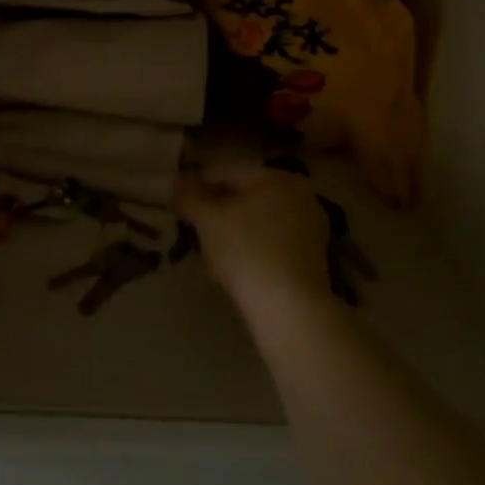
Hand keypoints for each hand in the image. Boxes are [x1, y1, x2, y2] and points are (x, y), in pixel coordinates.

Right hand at [174, 166, 331, 314]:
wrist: (289, 310)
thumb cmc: (246, 251)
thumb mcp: (207, 220)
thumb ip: (188, 196)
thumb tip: (174, 182)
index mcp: (278, 177)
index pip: (227, 173)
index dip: (197, 186)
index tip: (176, 203)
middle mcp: (300, 196)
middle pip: (244, 197)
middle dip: (215, 210)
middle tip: (189, 227)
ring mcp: (309, 229)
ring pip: (256, 221)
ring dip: (230, 231)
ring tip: (205, 249)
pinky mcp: (311, 260)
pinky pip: (270, 243)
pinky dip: (249, 248)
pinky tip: (229, 266)